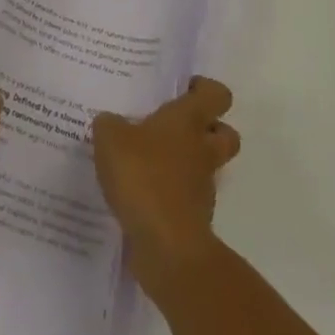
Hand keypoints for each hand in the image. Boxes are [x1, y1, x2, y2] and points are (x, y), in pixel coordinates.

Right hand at [91, 77, 240, 296]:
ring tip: (146, 162)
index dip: (204, 88)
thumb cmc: (143, 176)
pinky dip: (170, 194)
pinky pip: (186, 198)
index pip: (216, 94)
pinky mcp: (194, 219)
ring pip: (205, 167)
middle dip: (208, 129)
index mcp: (188, 120)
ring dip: (185, 164)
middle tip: (174, 127)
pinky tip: (140, 194)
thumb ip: (109, 125)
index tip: (183, 89)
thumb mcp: (110, 138)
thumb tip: (111, 123)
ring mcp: (202, 187)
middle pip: (225, 133)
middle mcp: (202, 150)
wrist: (166, 246)